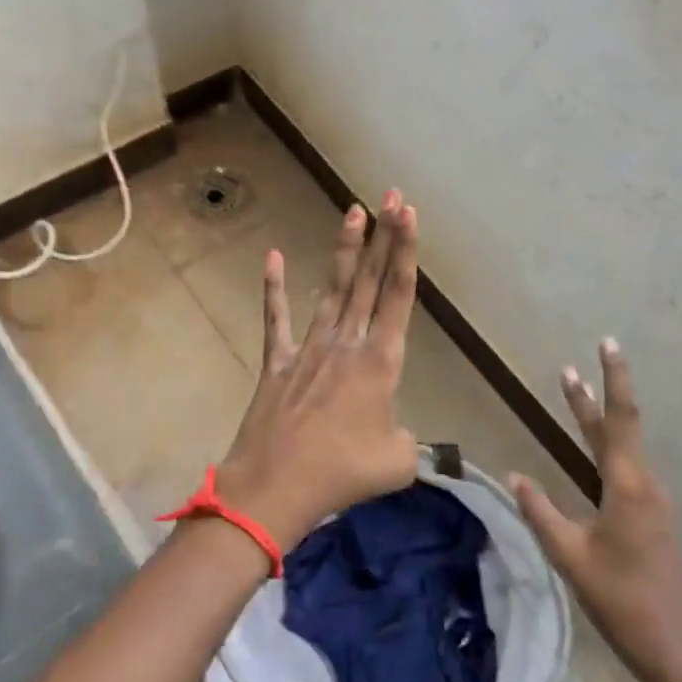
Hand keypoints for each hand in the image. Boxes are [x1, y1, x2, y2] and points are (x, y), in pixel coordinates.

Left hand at [212, 191, 420, 552]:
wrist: (277, 486)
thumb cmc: (342, 473)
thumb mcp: (397, 461)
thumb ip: (406, 440)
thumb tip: (394, 434)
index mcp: (380, 361)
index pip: (398, 295)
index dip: (406, 251)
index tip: (409, 214)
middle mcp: (347, 343)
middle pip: (369, 280)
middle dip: (383, 236)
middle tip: (391, 195)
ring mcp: (309, 348)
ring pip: (332, 289)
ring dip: (345, 250)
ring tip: (352, 210)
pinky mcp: (278, 362)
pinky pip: (276, 319)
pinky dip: (273, 289)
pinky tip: (272, 257)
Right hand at [510, 339, 681, 681]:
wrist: (674, 646)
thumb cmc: (619, 598)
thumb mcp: (570, 555)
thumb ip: (540, 512)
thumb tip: (515, 475)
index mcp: (627, 487)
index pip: (618, 419)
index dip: (612, 380)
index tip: (606, 344)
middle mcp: (644, 485)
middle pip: (618, 429)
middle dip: (594, 395)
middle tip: (570, 367)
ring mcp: (652, 502)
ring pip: (621, 449)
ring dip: (596, 422)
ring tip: (573, 397)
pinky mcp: (651, 518)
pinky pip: (625, 470)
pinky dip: (605, 449)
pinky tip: (593, 454)